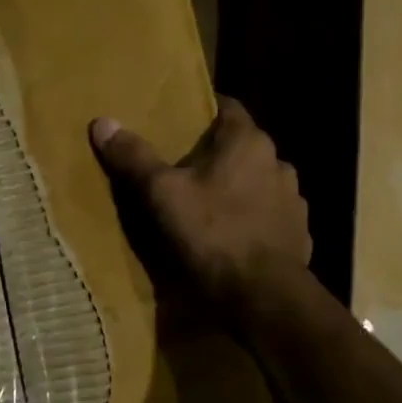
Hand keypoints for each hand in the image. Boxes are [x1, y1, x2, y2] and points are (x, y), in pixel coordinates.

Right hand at [89, 99, 308, 311]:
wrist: (262, 295)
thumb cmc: (211, 232)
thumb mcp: (161, 193)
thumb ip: (134, 157)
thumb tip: (102, 122)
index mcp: (248, 142)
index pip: (228, 107)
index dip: (204, 110)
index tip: (180, 118)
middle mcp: (278, 163)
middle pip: (242, 147)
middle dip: (215, 154)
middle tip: (183, 166)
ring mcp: (293, 200)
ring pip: (258, 182)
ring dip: (236, 188)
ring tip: (206, 204)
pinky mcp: (298, 234)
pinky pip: (269, 216)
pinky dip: (251, 219)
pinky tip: (230, 236)